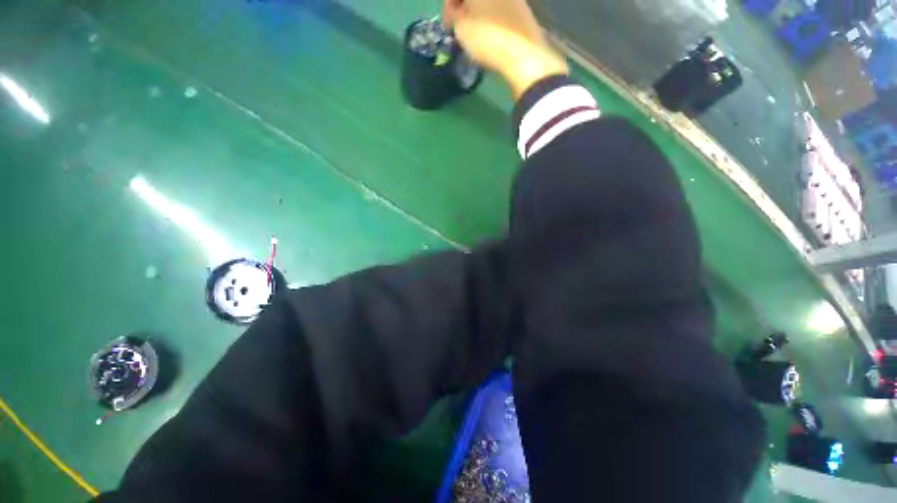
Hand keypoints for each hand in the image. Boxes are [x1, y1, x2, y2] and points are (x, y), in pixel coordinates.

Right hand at [444, 0, 567, 97]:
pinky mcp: (523, 10)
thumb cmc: (487, 38)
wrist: (522, 54)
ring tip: (474, 36)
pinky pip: (500, 11)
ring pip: (488, 3)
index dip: (448, 7)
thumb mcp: (461, 28)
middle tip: (459, 29)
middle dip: (464, 9)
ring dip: (478, 14)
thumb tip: (457, 13)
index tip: (447, 25)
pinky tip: (490, 37)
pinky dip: (491, 20)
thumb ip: (455, 16)